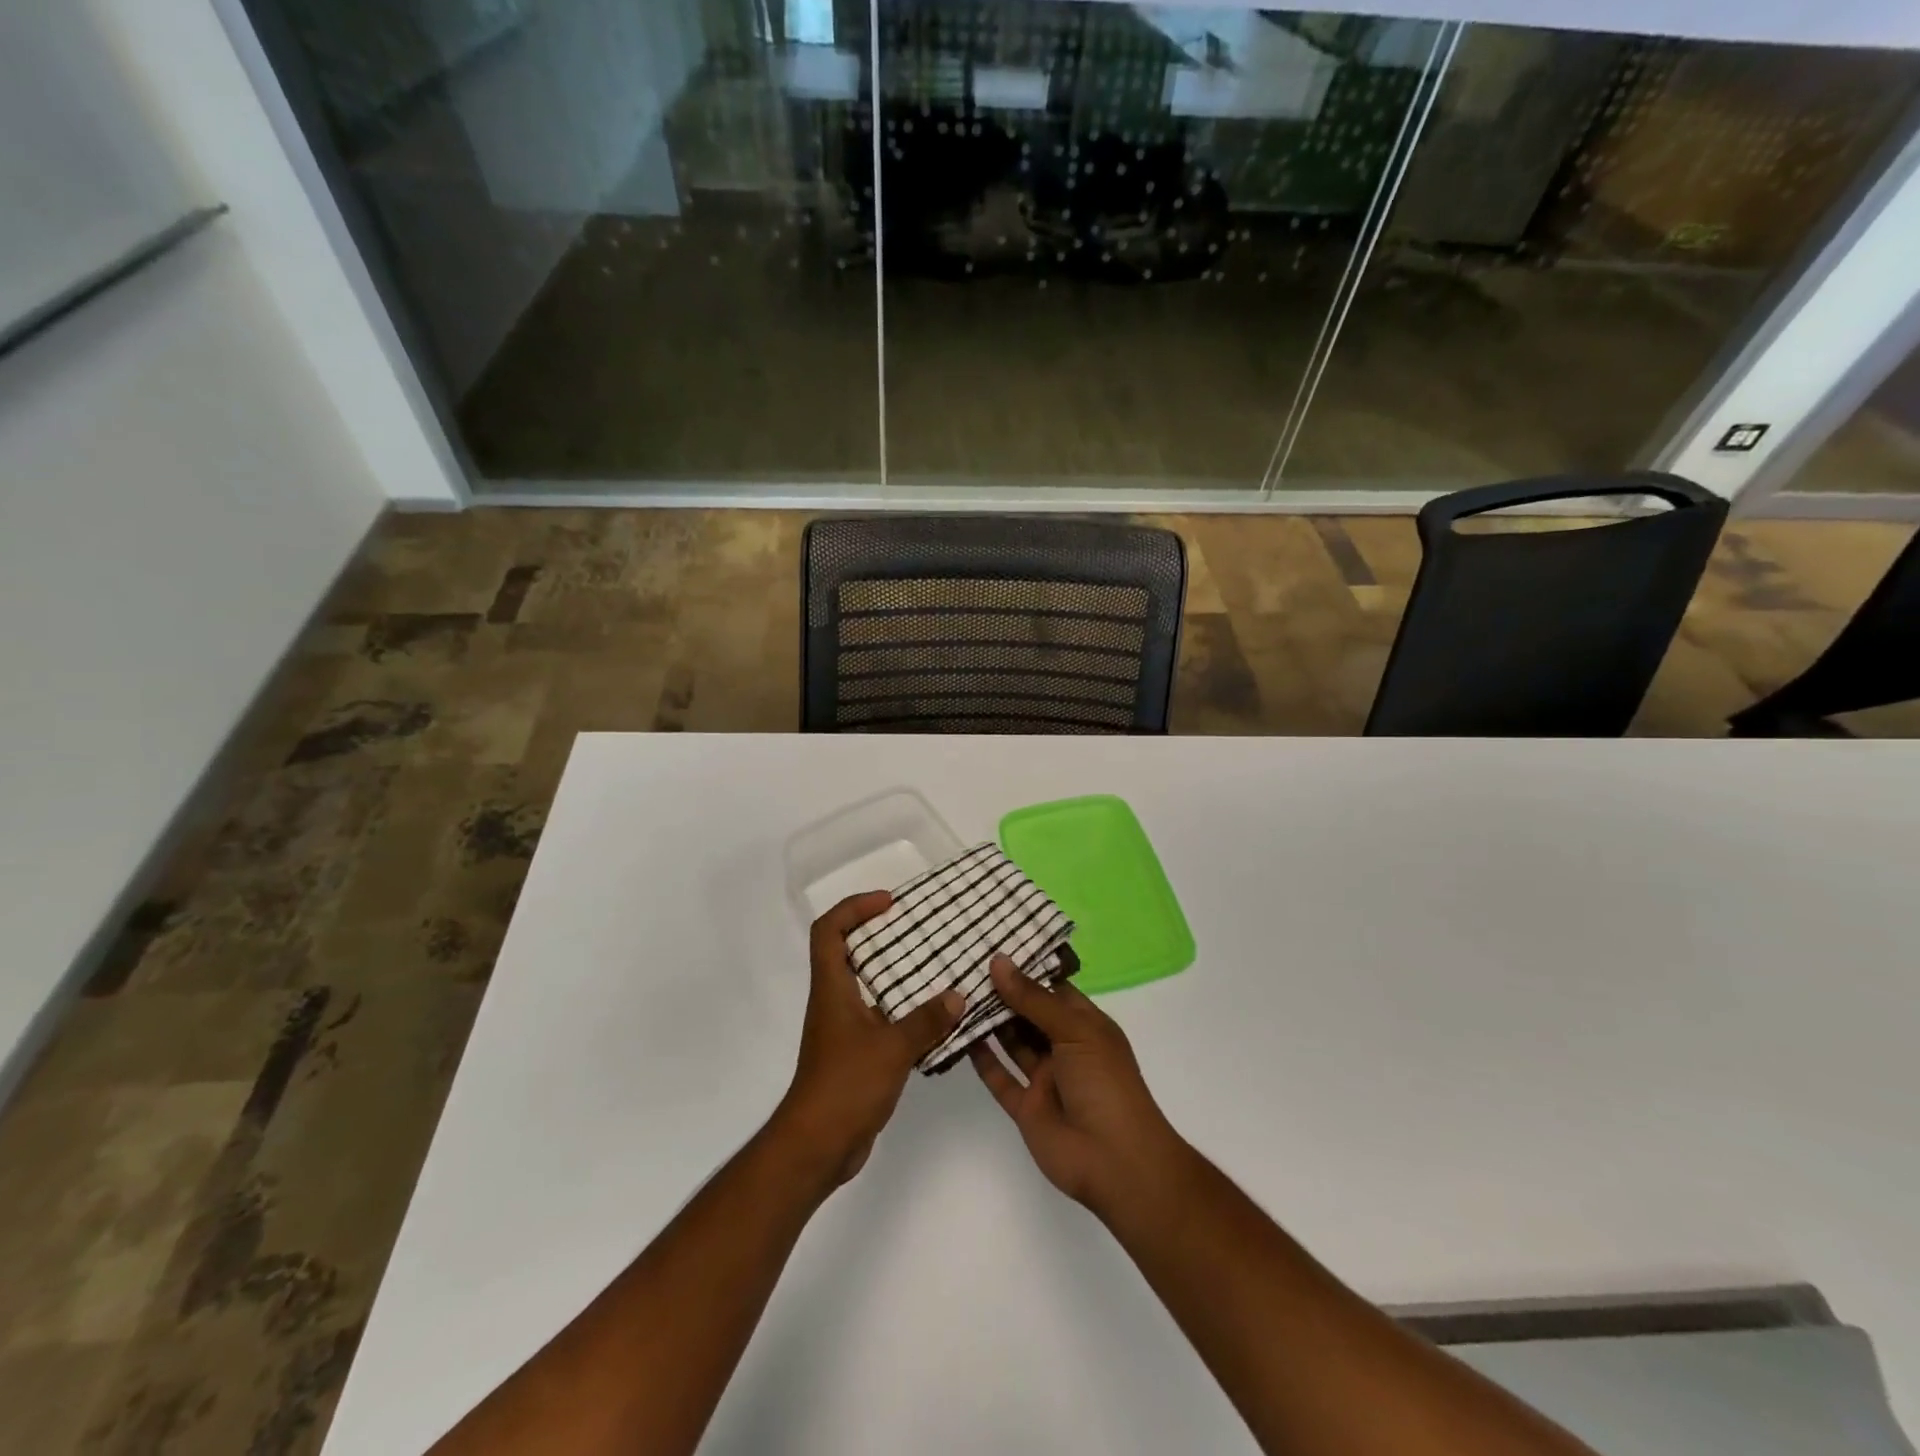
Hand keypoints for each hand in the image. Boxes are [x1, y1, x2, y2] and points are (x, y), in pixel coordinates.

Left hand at [773, 892, 963, 1188]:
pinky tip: (937, 1017)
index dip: (854, 908)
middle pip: (850, 952)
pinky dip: (906, 1011)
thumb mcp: (891, 1049)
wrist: (817, 1146)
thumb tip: (958, 995)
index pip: (829, 930)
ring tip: (938, 966)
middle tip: (921, 929)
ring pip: (870, 986)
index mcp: (832, 989)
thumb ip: (926, 1021)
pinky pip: (883, 1018)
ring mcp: (845, 1029)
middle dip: (882, 934)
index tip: (889, 903)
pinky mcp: (858, 1053)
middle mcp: (835, 1001)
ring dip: (898, 974)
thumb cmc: (845, 1086)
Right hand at [970, 956, 1192, 1218]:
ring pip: (1012, 1042)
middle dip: (1002, 992)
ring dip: (989, 1021)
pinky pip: (1000, 1078)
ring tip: (957, 992)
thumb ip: (1033, 999)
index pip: (1053, 988)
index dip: (1027, 968)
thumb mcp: (1074, 1031)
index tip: (993, 945)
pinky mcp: (1027, 1107)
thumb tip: (999, 961)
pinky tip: (960, 1036)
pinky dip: (982, 1059)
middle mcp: (1064, 1046)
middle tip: (965, 964)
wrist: (1116, 1162)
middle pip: (1029, 1013)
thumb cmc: (1105, 1084)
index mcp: (1085, 1024)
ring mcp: (1045, 1077)